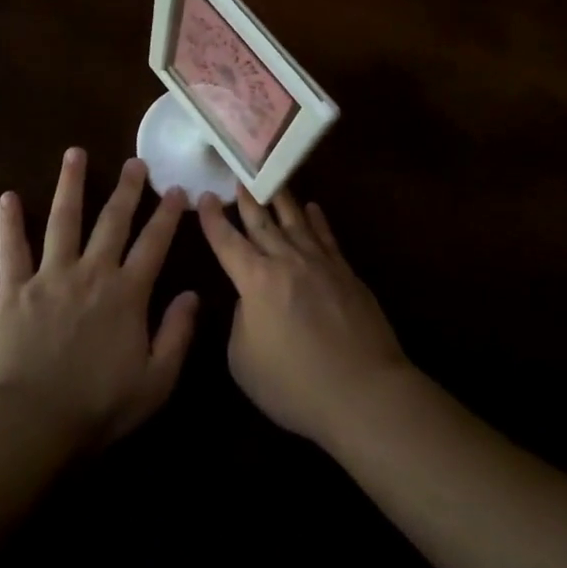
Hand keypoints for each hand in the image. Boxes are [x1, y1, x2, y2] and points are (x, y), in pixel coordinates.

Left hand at [0, 150, 198, 451]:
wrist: (28, 423)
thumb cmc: (96, 407)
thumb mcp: (155, 381)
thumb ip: (177, 334)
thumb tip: (193, 294)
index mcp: (127, 293)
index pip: (154, 243)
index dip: (167, 214)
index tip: (176, 189)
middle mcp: (92, 272)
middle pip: (112, 221)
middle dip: (127, 188)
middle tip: (135, 161)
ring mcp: (50, 276)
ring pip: (64, 220)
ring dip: (71, 184)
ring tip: (75, 153)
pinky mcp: (13, 289)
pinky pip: (11, 249)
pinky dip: (10, 222)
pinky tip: (9, 196)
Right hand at [199, 188, 409, 448]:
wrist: (363, 392)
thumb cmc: (294, 385)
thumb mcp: (244, 361)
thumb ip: (241, 321)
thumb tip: (251, 300)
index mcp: (256, 281)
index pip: (228, 242)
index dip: (213, 220)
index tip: (203, 196)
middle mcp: (287, 261)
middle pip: (262, 222)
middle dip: (246, 199)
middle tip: (237, 175)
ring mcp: (320, 263)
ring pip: (296, 221)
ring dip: (280, 199)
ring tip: (271, 179)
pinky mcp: (347, 273)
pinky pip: (327, 237)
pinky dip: (317, 220)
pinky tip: (312, 208)